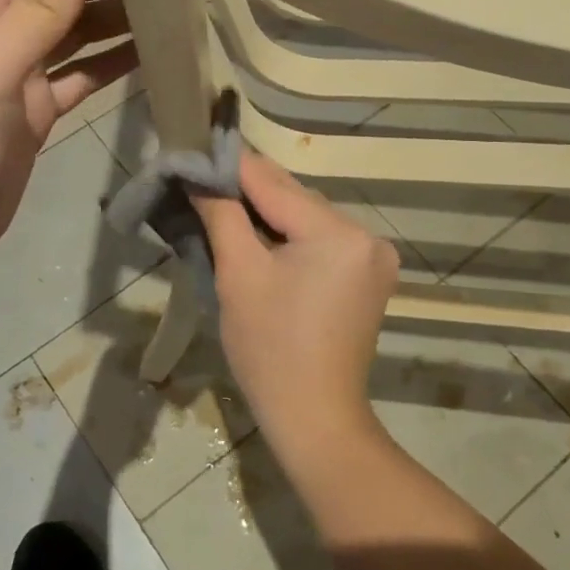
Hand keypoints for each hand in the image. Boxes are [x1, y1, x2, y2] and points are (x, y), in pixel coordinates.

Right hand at [192, 154, 398, 457]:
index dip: (231, 167)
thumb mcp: (238, 275)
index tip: (195, 152)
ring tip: (226, 210)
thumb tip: (200, 175)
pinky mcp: (370, 277)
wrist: (314, 417)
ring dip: (270, 214)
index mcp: (337, 233)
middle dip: (249, 192)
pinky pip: (323, 241)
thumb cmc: (269, 349)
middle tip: (204, 182)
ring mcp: (374, 257)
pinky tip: (262, 240)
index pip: (273, 183)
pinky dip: (292, 236)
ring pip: (308, 218)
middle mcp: (366, 235)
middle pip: (295, 198)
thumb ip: (222, 214)